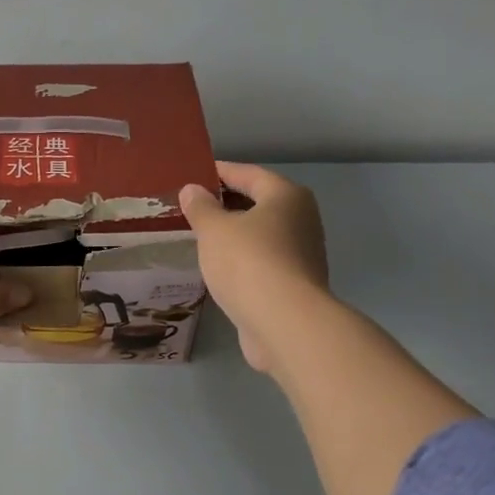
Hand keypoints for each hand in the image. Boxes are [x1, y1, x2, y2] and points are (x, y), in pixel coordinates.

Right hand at [179, 162, 329, 374]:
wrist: (284, 323)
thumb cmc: (248, 263)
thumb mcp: (214, 230)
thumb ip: (201, 207)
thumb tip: (192, 190)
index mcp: (286, 197)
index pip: (249, 174)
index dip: (220, 172)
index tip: (196, 173)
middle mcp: (301, 220)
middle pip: (259, 203)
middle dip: (226, 204)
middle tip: (193, 207)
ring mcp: (302, 254)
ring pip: (261, 235)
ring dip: (234, 234)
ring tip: (201, 237)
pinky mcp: (294, 285)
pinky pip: (262, 261)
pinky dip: (242, 259)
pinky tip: (219, 268)